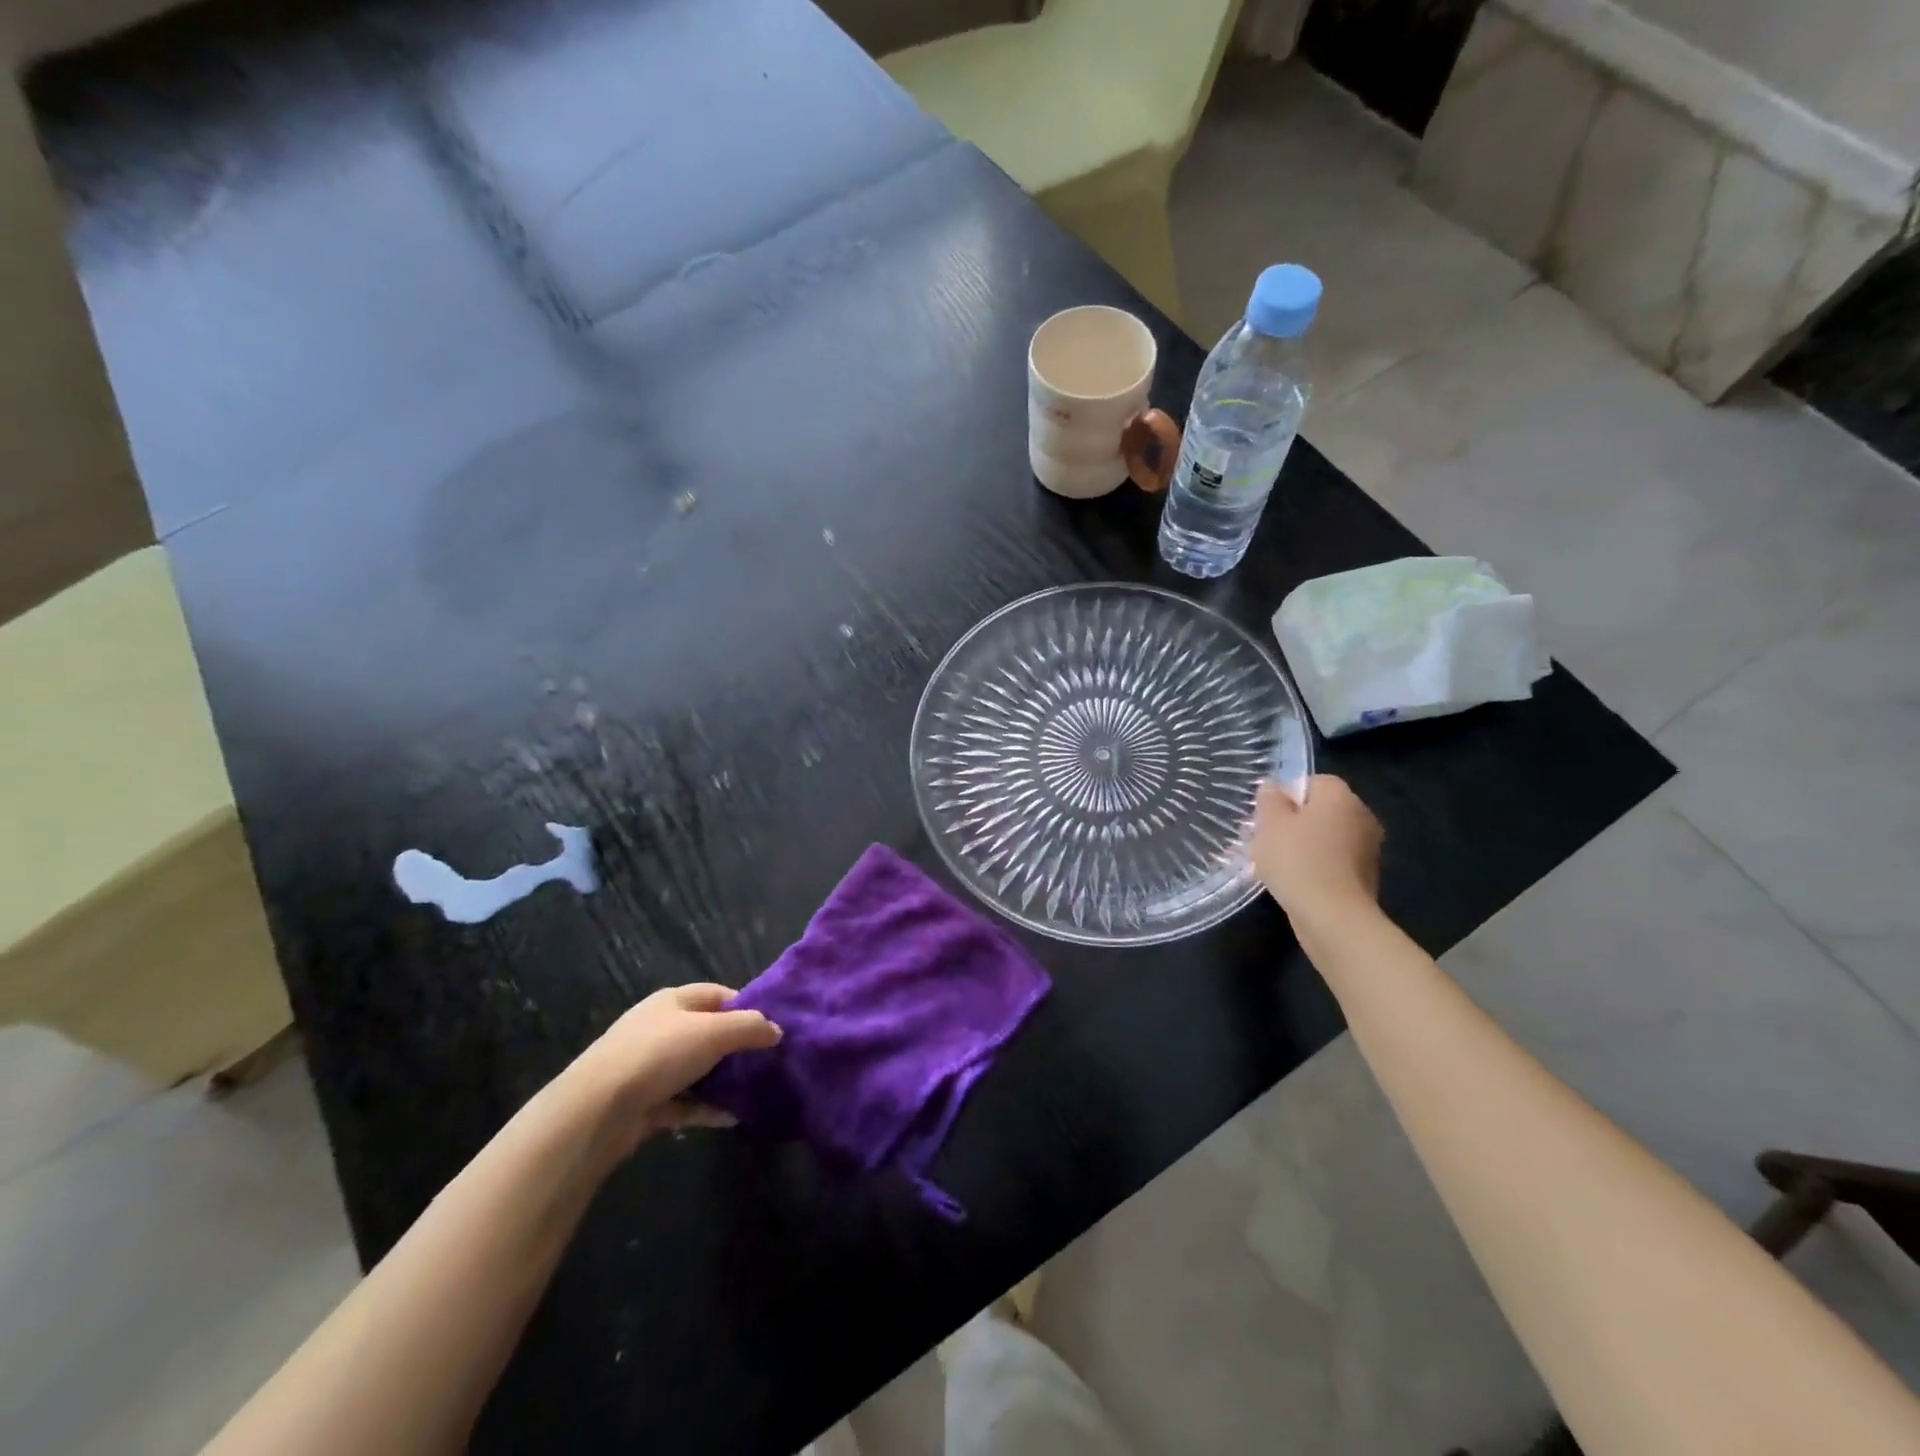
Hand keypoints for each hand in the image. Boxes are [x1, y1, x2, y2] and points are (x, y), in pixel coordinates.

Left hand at [570, 983, 780, 1150]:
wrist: (596, 1111)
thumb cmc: (658, 1055)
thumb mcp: (714, 1032)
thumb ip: (750, 1027)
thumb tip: (776, 1030)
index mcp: (673, 1000)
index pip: (718, 995)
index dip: (746, 1006)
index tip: (771, 1027)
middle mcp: (660, 1028)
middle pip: (708, 1032)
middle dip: (737, 1046)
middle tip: (767, 1061)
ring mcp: (649, 1067)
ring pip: (697, 1069)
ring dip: (723, 1081)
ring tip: (754, 1091)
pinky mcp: (644, 1103)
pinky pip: (684, 1102)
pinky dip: (706, 1108)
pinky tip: (730, 1117)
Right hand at [1249, 775, 1383, 920]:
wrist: (1332, 917)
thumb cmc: (1297, 860)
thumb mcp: (1270, 823)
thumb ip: (1269, 799)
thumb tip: (1273, 788)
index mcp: (1341, 796)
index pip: (1312, 782)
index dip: (1285, 797)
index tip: (1266, 817)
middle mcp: (1361, 816)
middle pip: (1319, 810)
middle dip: (1291, 823)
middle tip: (1264, 841)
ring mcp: (1367, 848)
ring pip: (1324, 837)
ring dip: (1301, 846)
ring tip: (1273, 865)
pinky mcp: (1364, 877)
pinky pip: (1331, 862)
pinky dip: (1314, 867)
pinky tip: (1293, 883)